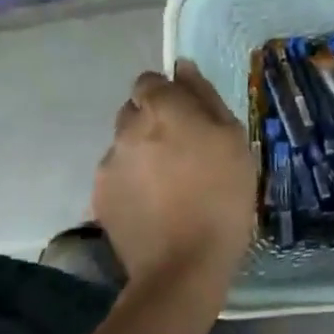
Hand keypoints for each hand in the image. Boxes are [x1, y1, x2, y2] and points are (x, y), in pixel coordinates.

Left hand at [90, 61, 256, 289]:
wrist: (184, 266)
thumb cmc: (222, 196)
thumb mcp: (233, 139)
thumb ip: (204, 97)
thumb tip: (183, 67)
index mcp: (163, 109)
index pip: (150, 81)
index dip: (168, 95)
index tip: (189, 117)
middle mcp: (127, 128)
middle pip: (135, 110)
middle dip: (154, 121)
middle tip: (183, 151)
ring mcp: (109, 163)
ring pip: (124, 143)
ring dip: (142, 151)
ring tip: (168, 183)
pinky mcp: (100, 195)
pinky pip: (117, 174)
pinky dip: (132, 180)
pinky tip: (153, 204)